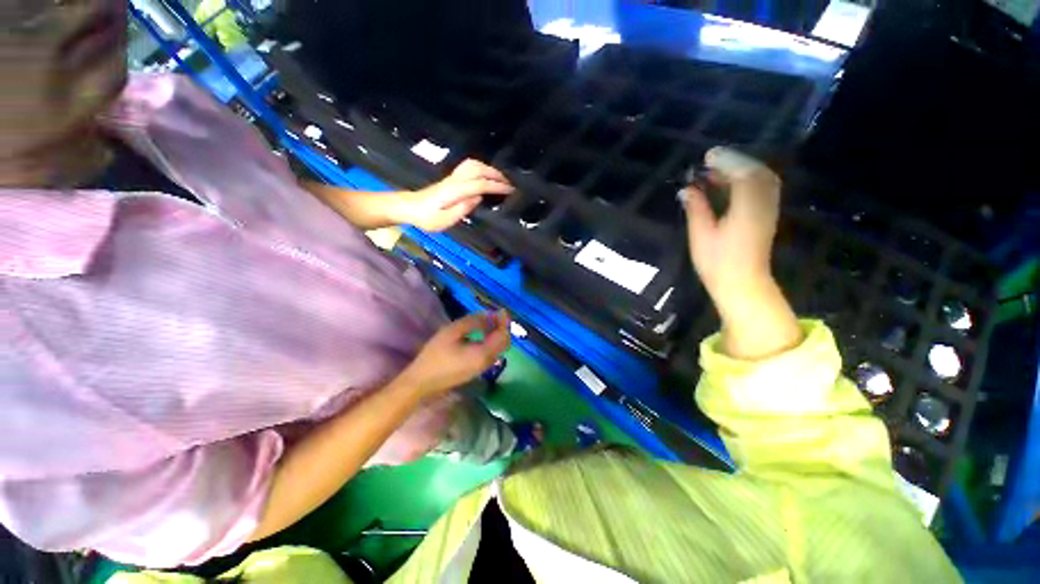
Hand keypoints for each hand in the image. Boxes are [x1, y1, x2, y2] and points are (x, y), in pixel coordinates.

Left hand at [397, 160, 513, 231]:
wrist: (410, 207)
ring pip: (473, 165)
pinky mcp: (451, 178)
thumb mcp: (443, 220)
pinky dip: (482, 168)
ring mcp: (452, 177)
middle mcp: (454, 180)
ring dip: (489, 169)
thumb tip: (478, 198)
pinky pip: (469, 167)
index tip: (510, 190)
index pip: (479, 184)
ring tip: (501, 179)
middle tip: (510, 184)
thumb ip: (461, 210)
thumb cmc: (426, 218)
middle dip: (496, 175)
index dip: (496, 186)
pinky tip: (486, 176)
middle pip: (478, 169)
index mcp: (454, 191)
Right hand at [398, 311, 511, 399]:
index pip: (502, 335)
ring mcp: (483, 368)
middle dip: (503, 327)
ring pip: (499, 349)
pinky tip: (483, 334)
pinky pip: (492, 353)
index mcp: (484, 353)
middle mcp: (488, 362)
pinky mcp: (477, 370)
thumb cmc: (436, 354)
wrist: (422, 382)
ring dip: (498, 334)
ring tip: (490, 321)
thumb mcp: (452, 332)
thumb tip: (489, 316)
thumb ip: (473, 322)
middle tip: (496, 315)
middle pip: (504, 343)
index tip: (502, 309)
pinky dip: (492, 341)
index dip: (504, 321)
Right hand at [682, 147, 780, 301]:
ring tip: (717, 171)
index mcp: (747, 208)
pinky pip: (763, 187)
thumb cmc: (717, 263)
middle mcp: (763, 203)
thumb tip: (687, 189)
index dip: (725, 161)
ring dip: (741, 169)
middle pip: (756, 171)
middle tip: (710, 161)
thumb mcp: (701, 235)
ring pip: (762, 178)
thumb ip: (696, 208)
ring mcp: (769, 209)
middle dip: (733, 161)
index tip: (706, 157)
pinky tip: (731, 184)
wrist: (742, 284)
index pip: (742, 174)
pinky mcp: (768, 215)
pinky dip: (748, 179)